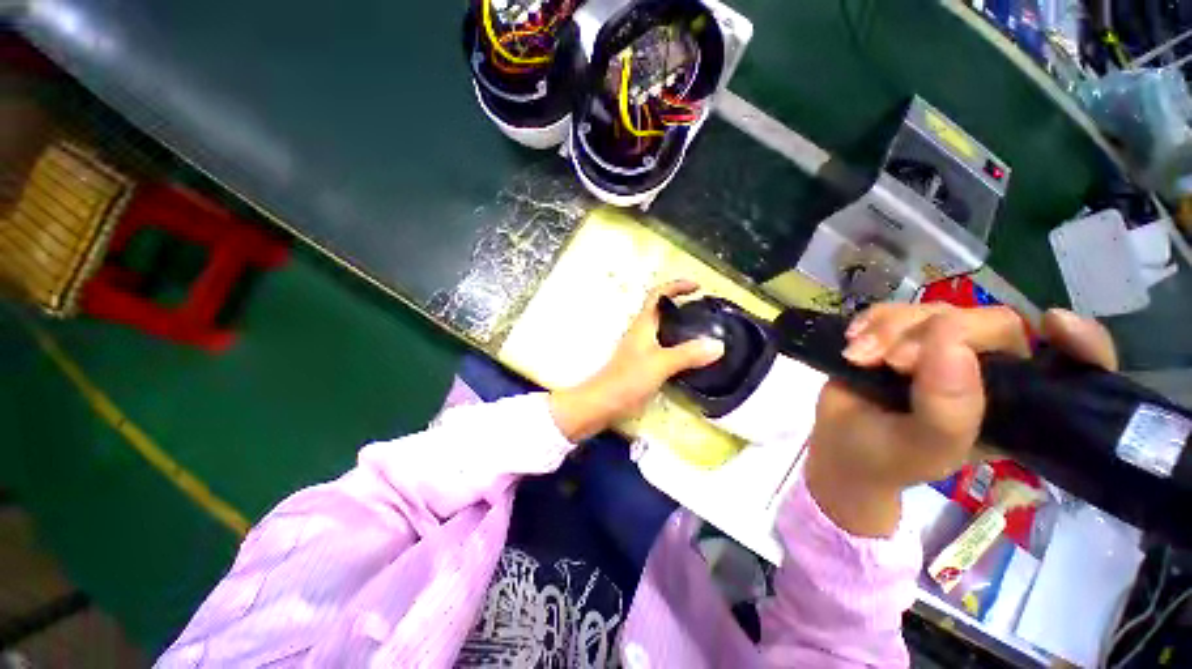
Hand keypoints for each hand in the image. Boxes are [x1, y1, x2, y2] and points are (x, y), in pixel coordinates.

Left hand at [550, 280, 725, 441]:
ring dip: (680, 325)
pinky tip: (691, 356)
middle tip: (704, 310)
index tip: (697, 287)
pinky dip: (678, 345)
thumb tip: (718, 345)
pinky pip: (664, 346)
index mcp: (643, 324)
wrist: (604, 402)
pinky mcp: (642, 363)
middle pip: (661, 310)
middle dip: (681, 304)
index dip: (676, 286)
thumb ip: (688, 354)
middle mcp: (641, 332)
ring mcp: (641, 348)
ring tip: (703, 331)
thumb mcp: (661, 364)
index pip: (657, 295)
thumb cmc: (628, 379)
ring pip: (663, 329)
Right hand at [806, 303, 1115, 537]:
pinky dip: (871, 320)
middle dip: (934, 334)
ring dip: (889, 328)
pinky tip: (853, 341)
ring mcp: (939, 350)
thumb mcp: (920, 448)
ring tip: (858, 356)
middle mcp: (986, 371)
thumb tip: (951, 344)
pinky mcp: (900, 338)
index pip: (1070, 369)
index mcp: (1013, 407)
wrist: (835, 446)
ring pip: (935, 310)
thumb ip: (947, 410)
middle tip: (891, 361)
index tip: (1053, 325)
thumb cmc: (882, 458)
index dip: (1078, 343)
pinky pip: (895, 310)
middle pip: (989, 323)